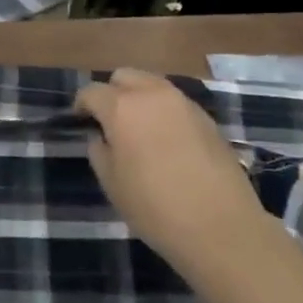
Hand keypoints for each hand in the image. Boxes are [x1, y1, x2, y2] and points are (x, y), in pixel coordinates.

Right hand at [76, 69, 267, 276]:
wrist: (221, 227)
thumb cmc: (155, 207)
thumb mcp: (112, 183)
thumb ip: (99, 151)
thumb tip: (101, 136)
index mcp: (122, 107)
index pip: (91, 91)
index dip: (82, 105)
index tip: (81, 122)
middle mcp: (152, 94)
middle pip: (124, 76)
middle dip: (112, 92)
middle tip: (110, 121)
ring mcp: (183, 103)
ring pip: (152, 84)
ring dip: (140, 98)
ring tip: (139, 129)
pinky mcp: (207, 117)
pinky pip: (175, 102)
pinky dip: (164, 111)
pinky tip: (167, 141)